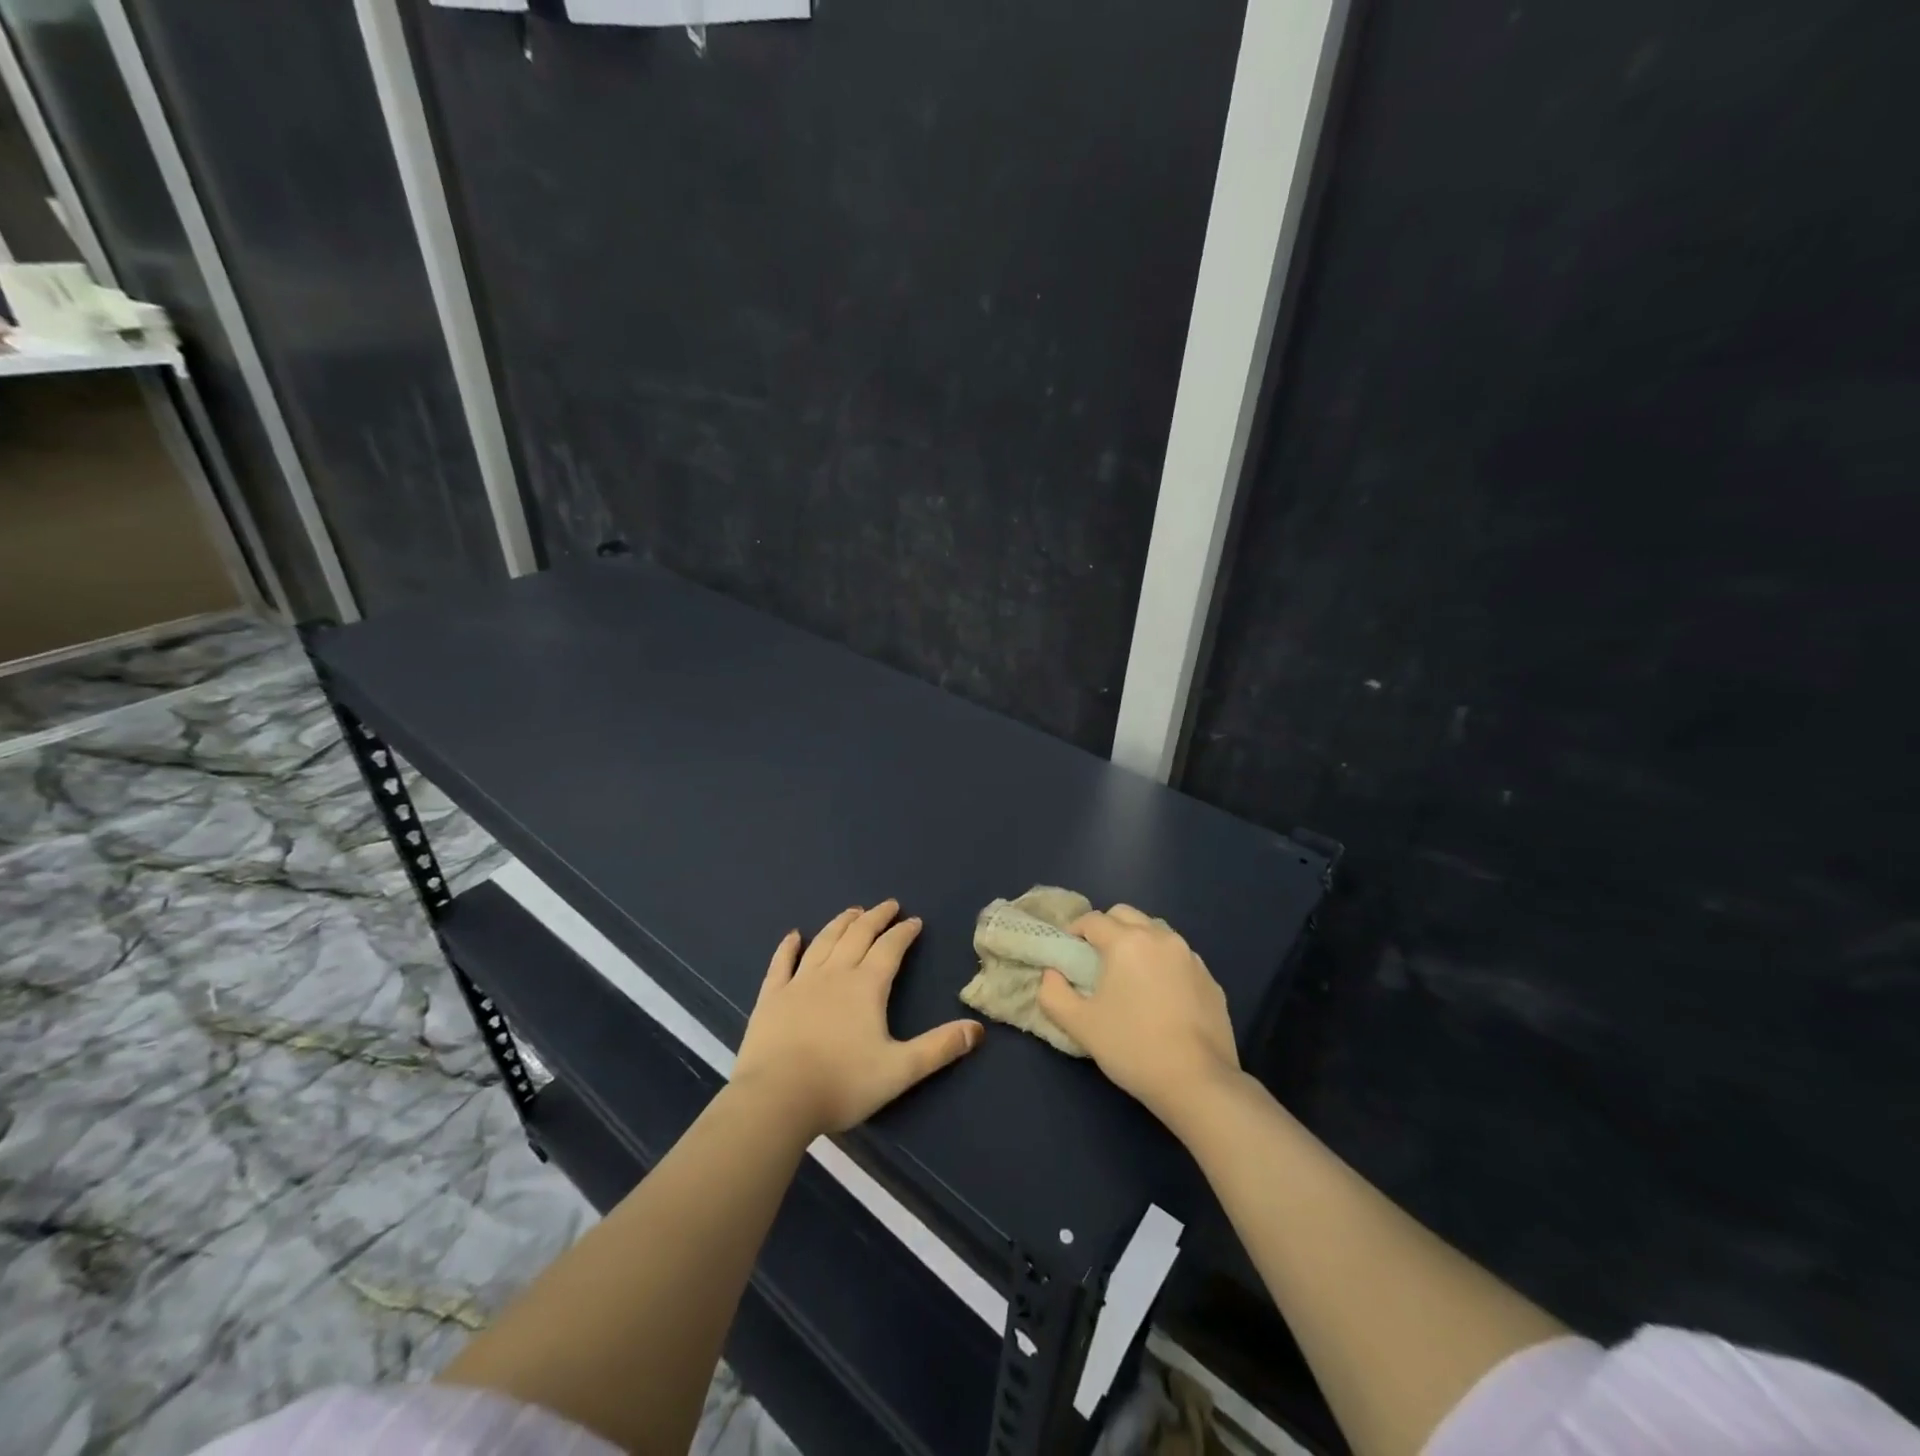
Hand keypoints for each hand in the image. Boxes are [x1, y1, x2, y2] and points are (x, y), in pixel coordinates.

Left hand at [733, 901, 982, 1136]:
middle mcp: (834, 974)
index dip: (904, 933)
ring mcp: (799, 982)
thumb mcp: (900, 1070)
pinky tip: (793, 936)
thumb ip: (939, 1048)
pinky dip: (788, 947)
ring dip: (840, 924)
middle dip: (875, 918)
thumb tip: (978, 1030)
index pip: (890, 949)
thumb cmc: (842, 1084)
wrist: (777, 1098)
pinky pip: (781, 963)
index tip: (914, 920)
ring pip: (823, 942)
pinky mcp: (772, 997)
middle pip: (858, 936)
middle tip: (888, 905)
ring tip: (852, 912)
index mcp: (867, 986)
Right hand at [1037, 904, 1240, 1124]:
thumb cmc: (1132, 1048)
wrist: (1198, 1082)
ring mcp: (1190, 956)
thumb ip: (1053, 993)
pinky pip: (1178, 957)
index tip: (1068, 951)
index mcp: (1127, 942)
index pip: (1092, 920)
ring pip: (1155, 932)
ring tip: (1129, 975)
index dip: (1074, 930)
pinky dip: (1163, 963)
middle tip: (1095, 959)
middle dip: (1106, 928)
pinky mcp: (1210, 979)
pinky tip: (1160, 996)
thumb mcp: (1079, 1024)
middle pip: (1125, 915)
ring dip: (1137, 941)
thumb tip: (1052, 975)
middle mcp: (1160, 938)